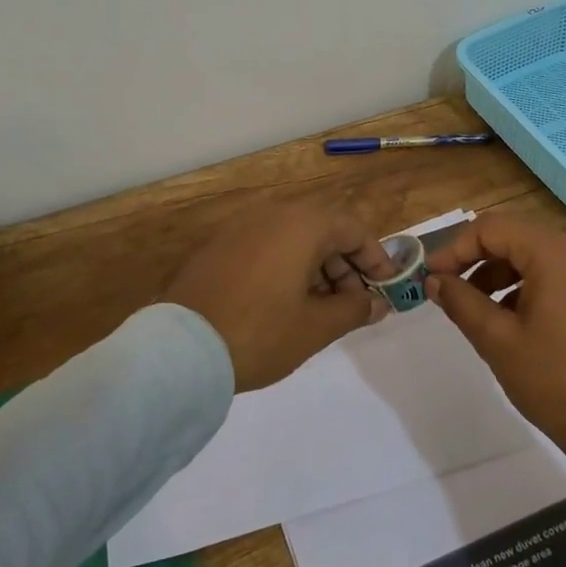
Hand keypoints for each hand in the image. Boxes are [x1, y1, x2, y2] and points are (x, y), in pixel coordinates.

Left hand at [161, 200, 392, 392]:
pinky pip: (265, 248)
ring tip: (321, 310)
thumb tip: (377, 304)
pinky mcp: (217, 248)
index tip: (385, 290)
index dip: (375, 259)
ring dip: (316, 269)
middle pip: (323, 231)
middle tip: (353, 305)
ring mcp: (239, 229)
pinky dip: (286, 269)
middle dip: (345, 267)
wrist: (180, 352)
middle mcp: (271, 215)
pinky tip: (285, 305)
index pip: (353, 229)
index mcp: (301, 225)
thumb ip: (354, 309)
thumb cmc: (260, 333)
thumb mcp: (316, 327)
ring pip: (293, 240)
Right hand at [424, 214, 565, 452]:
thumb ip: (461, 302)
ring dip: (495, 273)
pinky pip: (549, 273)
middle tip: (445, 287)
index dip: (455, 249)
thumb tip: (434, 280)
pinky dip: (520, 285)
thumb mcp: (497, 340)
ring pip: (529, 255)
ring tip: (471, 307)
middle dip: (473, 258)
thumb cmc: (552, 377)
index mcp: (552, 253)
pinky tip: (503, 318)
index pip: (490, 228)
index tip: (430, 277)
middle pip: (511, 236)